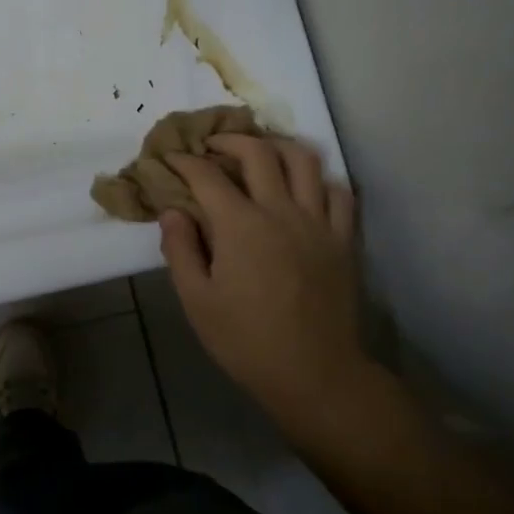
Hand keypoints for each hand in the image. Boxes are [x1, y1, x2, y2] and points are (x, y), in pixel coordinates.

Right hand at [160, 136, 371, 411]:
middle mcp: (281, 211)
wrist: (314, 374)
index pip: (207, 176)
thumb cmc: (246, 340)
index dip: (184, 161)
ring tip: (261, 153)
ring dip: (278, 147)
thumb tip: (172, 212)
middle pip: (258, 152)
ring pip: (304, 160)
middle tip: (212, 146)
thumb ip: (180, 250)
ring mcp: (318, 222)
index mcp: (240, 225)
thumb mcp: (196, 301)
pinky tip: (305, 188)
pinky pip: (339, 192)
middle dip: (230, 140)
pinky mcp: (343, 239)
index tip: (169, 158)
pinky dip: (320, 179)